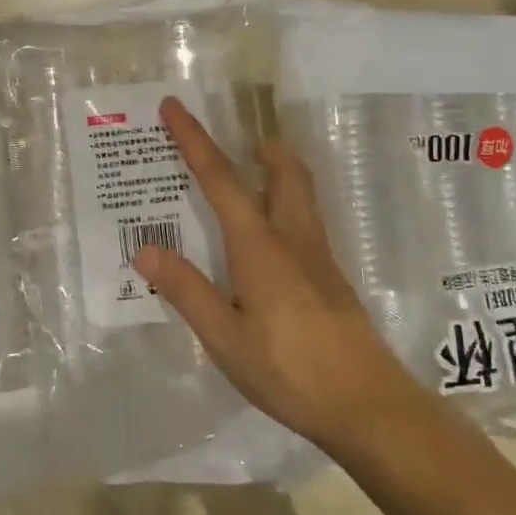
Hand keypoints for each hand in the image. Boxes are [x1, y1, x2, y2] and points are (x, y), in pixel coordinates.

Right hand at [132, 98, 433, 462]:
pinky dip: (283, 203)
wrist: (370, 408)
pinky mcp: (331, 278)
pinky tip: (269, 238)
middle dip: (259, 147)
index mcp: (260, 246)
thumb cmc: (290, 372)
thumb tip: (145, 248)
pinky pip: (304, 220)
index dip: (193, 140)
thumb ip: (187, 290)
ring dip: (277, 170)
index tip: (174, 106)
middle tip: (237, 139)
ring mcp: (318, 257)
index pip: (220, 179)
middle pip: (283, 172)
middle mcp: (293, 238)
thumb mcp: (225, 338)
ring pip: (300, 193)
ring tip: (252, 173)